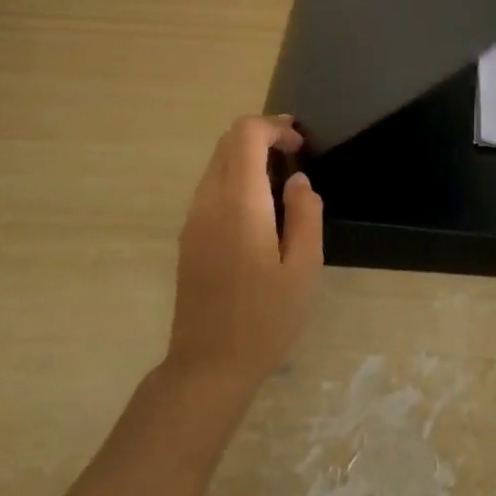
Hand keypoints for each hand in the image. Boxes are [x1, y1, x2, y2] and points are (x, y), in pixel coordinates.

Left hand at [165, 115, 323, 392]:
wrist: (208, 368)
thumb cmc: (265, 319)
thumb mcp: (303, 268)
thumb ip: (306, 215)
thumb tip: (297, 181)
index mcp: (238, 203)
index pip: (245, 135)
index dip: (274, 127)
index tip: (301, 145)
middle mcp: (208, 201)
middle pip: (227, 143)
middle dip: (261, 135)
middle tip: (295, 153)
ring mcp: (193, 220)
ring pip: (216, 163)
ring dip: (246, 156)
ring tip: (281, 178)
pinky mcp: (188, 237)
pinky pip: (210, 187)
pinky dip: (235, 177)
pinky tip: (259, 206)